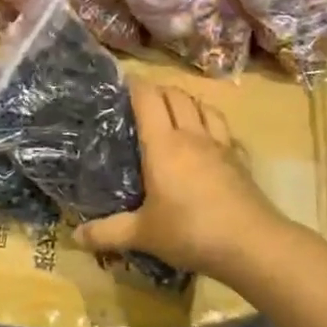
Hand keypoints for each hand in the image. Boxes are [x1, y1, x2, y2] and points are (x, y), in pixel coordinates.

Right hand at [75, 82, 288, 282]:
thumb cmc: (190, 231)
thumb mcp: (142, 235)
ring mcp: (221, 146)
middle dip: (158, 90)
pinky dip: (213, 125)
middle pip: (176, 96)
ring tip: (176, 111)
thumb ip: (107, 233)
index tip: (121, 82)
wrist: (252, 244)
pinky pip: (225, 131)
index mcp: (163, 145)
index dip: (134, 85)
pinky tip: (211, 139)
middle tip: (143, 99)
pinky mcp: (241, 161)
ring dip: (188, 101)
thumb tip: (75, 237)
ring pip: (204, 107)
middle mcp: (192, 136)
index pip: (148, 99)